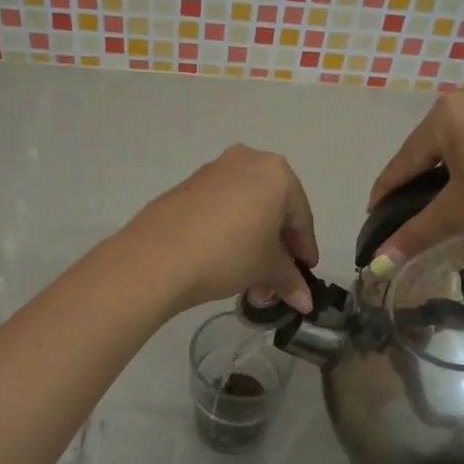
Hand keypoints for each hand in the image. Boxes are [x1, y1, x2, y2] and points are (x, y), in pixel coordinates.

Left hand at [122, 145, 320, 313]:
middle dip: (277, 248)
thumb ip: (289, 280)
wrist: (158, 257)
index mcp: (276, 173)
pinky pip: (220, 208)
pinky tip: (225, 260)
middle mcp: (247, 161)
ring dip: (253, 242)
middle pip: (273, 209)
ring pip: (245, 208)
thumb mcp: (265, 268)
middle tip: (276, 280)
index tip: (306, 273)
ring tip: (250, 278)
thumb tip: (305, 301)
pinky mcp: (186, 186)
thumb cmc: (229, 254)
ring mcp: (213, 171)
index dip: (304, 250)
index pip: (300, 217)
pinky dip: (229, 231)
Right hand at [367, 83, 463, 267]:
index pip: (404, 160)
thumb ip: (414, 235)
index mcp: (447, 112)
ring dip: (454, 169)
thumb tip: (375, 265)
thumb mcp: (460, 215)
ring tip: (452, 200)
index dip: (385, 192)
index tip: (373, 216)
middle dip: (420, 180)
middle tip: (413, 212)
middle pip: (434, 146)